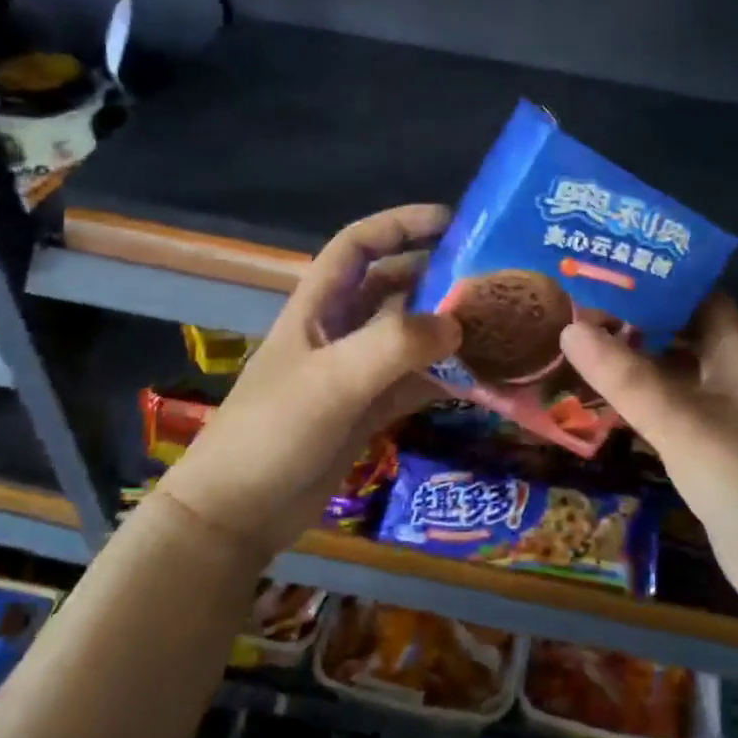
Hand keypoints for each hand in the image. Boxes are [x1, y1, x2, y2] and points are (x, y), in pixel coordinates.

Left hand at [154, 204, 461, 562]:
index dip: (400, 224)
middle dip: (437, 278)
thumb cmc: (275, 433)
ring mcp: (354, 373)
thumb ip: (395, 346)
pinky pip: (414, 382)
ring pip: (408, 336)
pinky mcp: (367, 410)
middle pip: (393, 288)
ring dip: (446, 331)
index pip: (358, 245)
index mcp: (318, 307)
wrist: (239, 515)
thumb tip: (457, 325)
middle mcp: (338, 331)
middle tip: (491, 281)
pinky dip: (445, 378)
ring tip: (498, 327)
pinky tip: (482, 381)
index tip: (452, 222)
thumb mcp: (333, 381)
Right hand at [559, 295, 737, 595]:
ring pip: (678, 372)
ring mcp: (729, 417)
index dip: (663, 278)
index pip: (704, 296)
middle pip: (686, 331)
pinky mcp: (717, 451)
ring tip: (586, 348)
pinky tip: (610, 404)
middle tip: (584, 309)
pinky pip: (675, 410)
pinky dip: (645, 400)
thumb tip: (569, 327)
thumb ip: (625, 377)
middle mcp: (736, 378)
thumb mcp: (680, 423)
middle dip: (640, 318)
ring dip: (639, 361)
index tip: (612, 270)